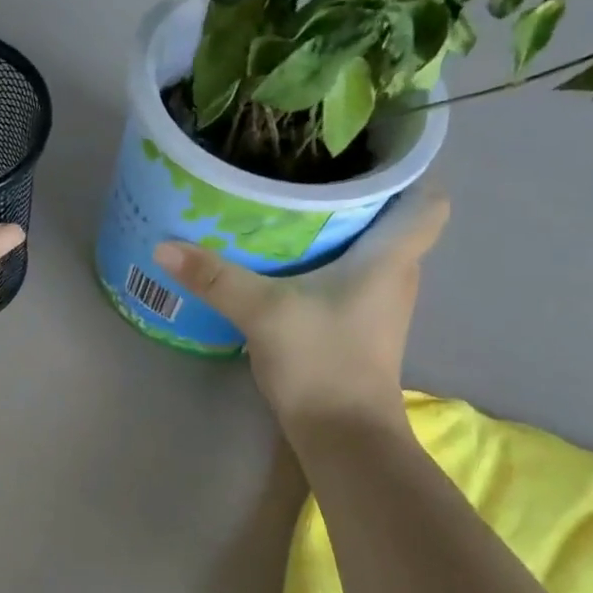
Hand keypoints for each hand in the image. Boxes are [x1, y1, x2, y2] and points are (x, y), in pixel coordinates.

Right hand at [153, 188, 448, 430]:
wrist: (343, 435)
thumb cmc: (322, 361)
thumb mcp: (263, 311)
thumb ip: (215, 277)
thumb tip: (164, 246)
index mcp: (390, 257)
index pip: (428, 201)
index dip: (405, 174)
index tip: (362, 157)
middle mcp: (396, 275)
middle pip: (391, 220)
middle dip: (355, 196)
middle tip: (305, 176)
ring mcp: (380, 306)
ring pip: (369, 251)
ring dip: (338, 232)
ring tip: (291, 211)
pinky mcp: (359, 328)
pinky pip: (350, 279)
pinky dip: (326, 266)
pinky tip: (287, 266)